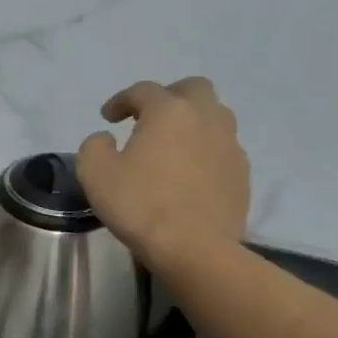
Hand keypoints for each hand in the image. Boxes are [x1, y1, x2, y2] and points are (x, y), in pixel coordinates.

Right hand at [76, 77, 249, 262]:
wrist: (194, 248)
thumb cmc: (140, 204)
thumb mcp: (95, 172)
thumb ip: (95, 146)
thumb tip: (106, 138)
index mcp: (169, 111)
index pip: (144, 90)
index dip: (121, 100)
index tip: (108, 117)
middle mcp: (206, 118)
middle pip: (193, 89)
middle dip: (169, 96)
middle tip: (149, 118)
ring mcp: (230, 146)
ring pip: (214, 117)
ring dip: (192, 122)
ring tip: (172, 146)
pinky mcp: (242, 174)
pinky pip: (222, 149)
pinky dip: (204, 151)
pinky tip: (189, 174)